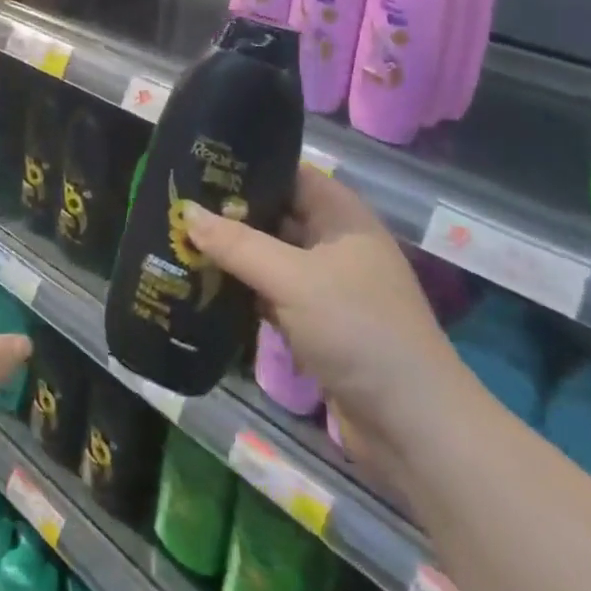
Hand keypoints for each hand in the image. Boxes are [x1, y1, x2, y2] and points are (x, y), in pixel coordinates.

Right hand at [183, 165, 467, 454]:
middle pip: (275, 215)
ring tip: (177, 238)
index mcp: (341, 217)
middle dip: (229, 212)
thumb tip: (186, 212)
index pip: (290, 174)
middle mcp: (334, 245)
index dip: (248, 165)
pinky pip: (270, 295)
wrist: (413, 428)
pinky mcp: (316, 325)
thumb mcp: (293, 279)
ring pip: (268, 258)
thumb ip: (237, 244)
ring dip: (231, 254)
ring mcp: (326, 287)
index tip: (199, 162)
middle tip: (176, 202)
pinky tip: (201, 284)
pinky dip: (241, 290)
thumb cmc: (358, 330)